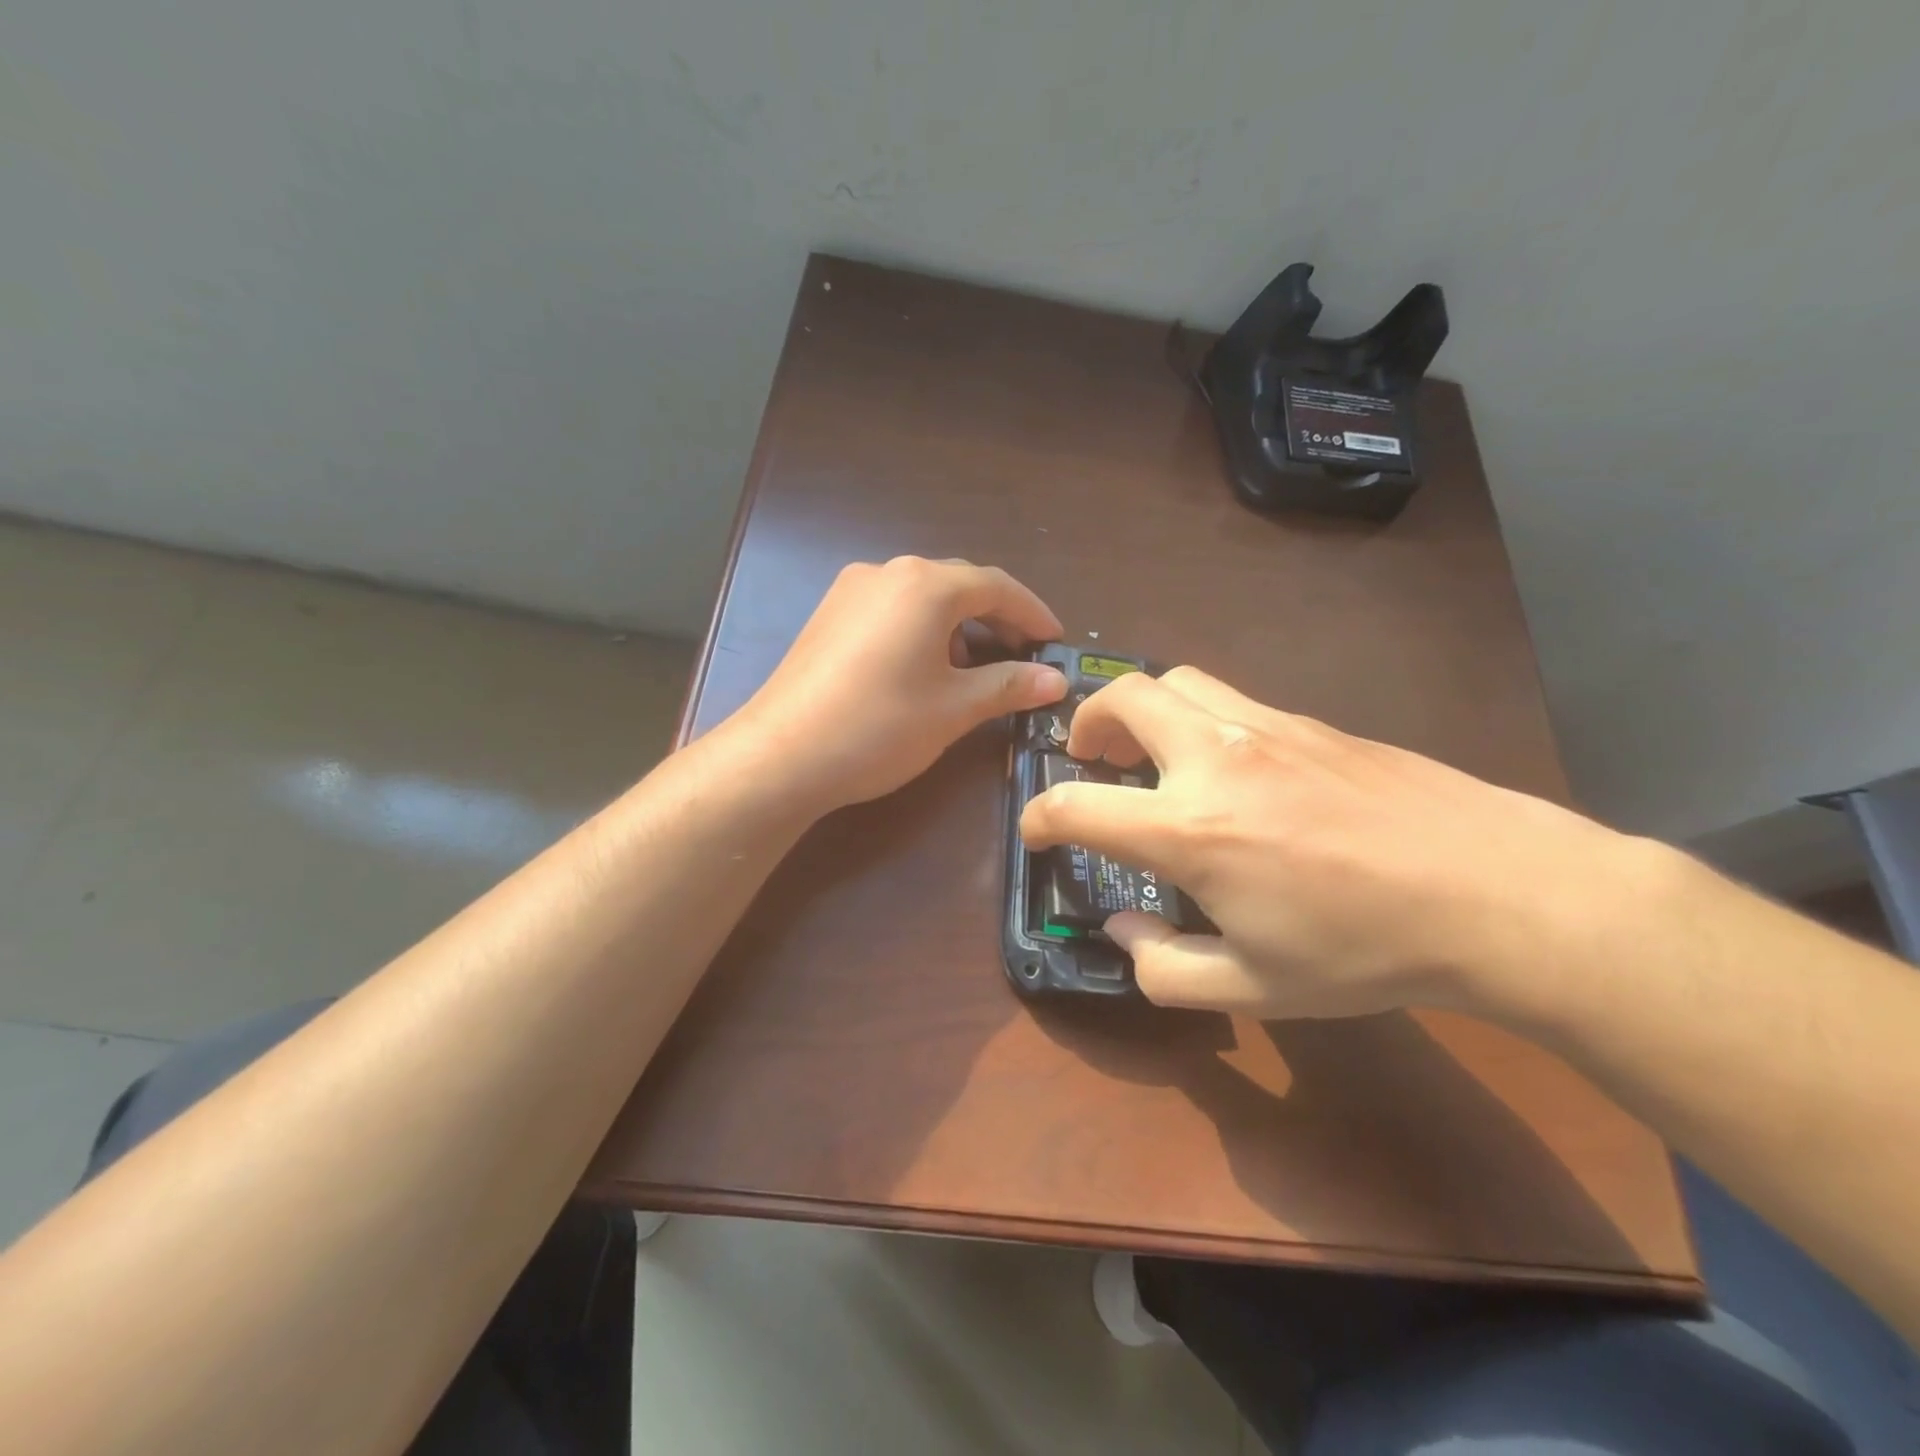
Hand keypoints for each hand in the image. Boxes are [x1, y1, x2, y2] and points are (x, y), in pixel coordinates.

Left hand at [723, 557, 1067, 811]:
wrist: (782, 756)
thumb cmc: (881, 726)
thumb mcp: (954, 708)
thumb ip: (1008, 685)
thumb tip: (1054, 680)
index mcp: (925, 585)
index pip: (996, 587)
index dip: (1033, 614)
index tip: (1056, 642)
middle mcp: (888, 572)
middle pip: (959, 587)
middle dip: (997, 620)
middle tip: (1023, 659)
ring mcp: (851, 591)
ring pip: (923, 599)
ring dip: (959, 627)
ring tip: (978, 669)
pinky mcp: (829, 615)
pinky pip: (892, 611)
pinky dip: (923, 631)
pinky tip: (927, 669)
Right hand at [1019, 666, 1670, 1019]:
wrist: (1498, 891)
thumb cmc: (1366, 950)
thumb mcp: (1254, 989)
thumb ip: (1164, 967)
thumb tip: (1124, 930)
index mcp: (1190, 829)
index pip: (1076, 805)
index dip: (1038, 818)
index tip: (1037, 832)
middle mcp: (1214, 758)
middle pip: (1123, 697)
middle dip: (1086, 724)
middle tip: (1090, 760)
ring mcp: (1265, 727)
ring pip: (1176, 681)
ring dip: (1142, 709)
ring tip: (1151, 754)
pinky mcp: (1309, 720)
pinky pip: (1230, 699)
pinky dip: (1198, 720)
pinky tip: (1230, 769)